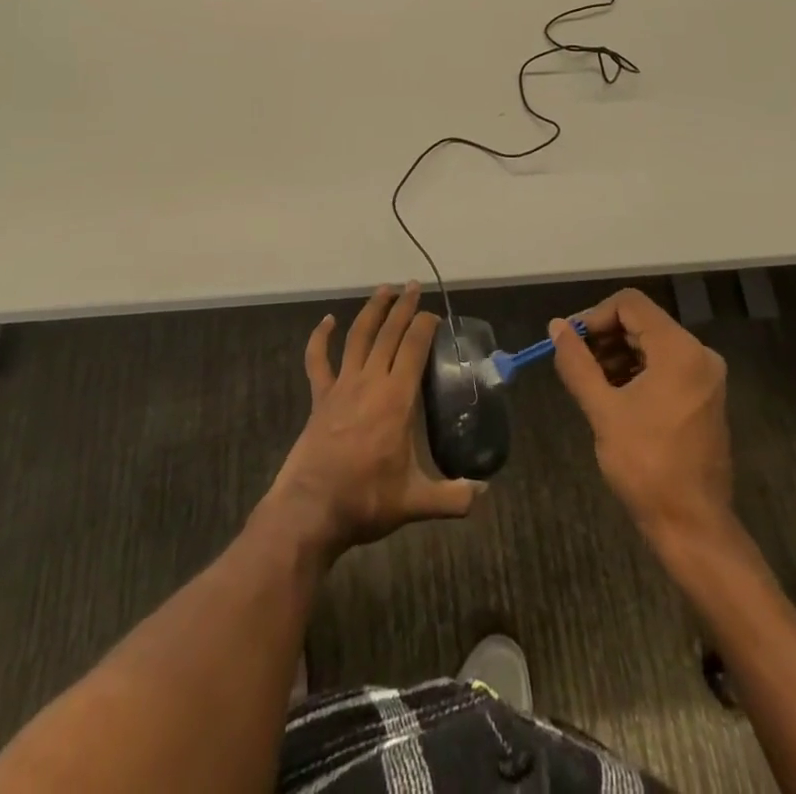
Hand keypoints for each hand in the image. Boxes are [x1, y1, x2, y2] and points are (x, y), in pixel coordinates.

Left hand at [259, 284, 478, 559]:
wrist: (311, 509)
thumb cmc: (366, 500)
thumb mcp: (416, 502)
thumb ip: (453, 497)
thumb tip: (484, 492)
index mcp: (397, 399)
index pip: (414, 348)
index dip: (425, 326)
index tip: (435, 315)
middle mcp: (370, 382)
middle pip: (389, 333)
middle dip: (403, 307)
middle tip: (413, 285)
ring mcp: (342, 386)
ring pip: (358, 336)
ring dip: (372, 310)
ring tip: (384, 289)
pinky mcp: (320, 397)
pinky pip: (318, 360)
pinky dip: (320, 338)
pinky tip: (326, 321)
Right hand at [549, 288, 733, 541]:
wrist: (693, 525)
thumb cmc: (646, 464)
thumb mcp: (602, 410)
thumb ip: (577, 362)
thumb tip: (556, 326)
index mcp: (679, 350)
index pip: (630, 304)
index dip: (594, 316)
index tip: (570, 342)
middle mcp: (698, 354)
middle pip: (642, 322)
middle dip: (603, 337)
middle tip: (574, 362)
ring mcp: (704, 376)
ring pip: (651, 343)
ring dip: (617, 354)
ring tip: (589, 382)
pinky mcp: (703, 396)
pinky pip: (664, 365)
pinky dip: (636, 370)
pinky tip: (612, 394)